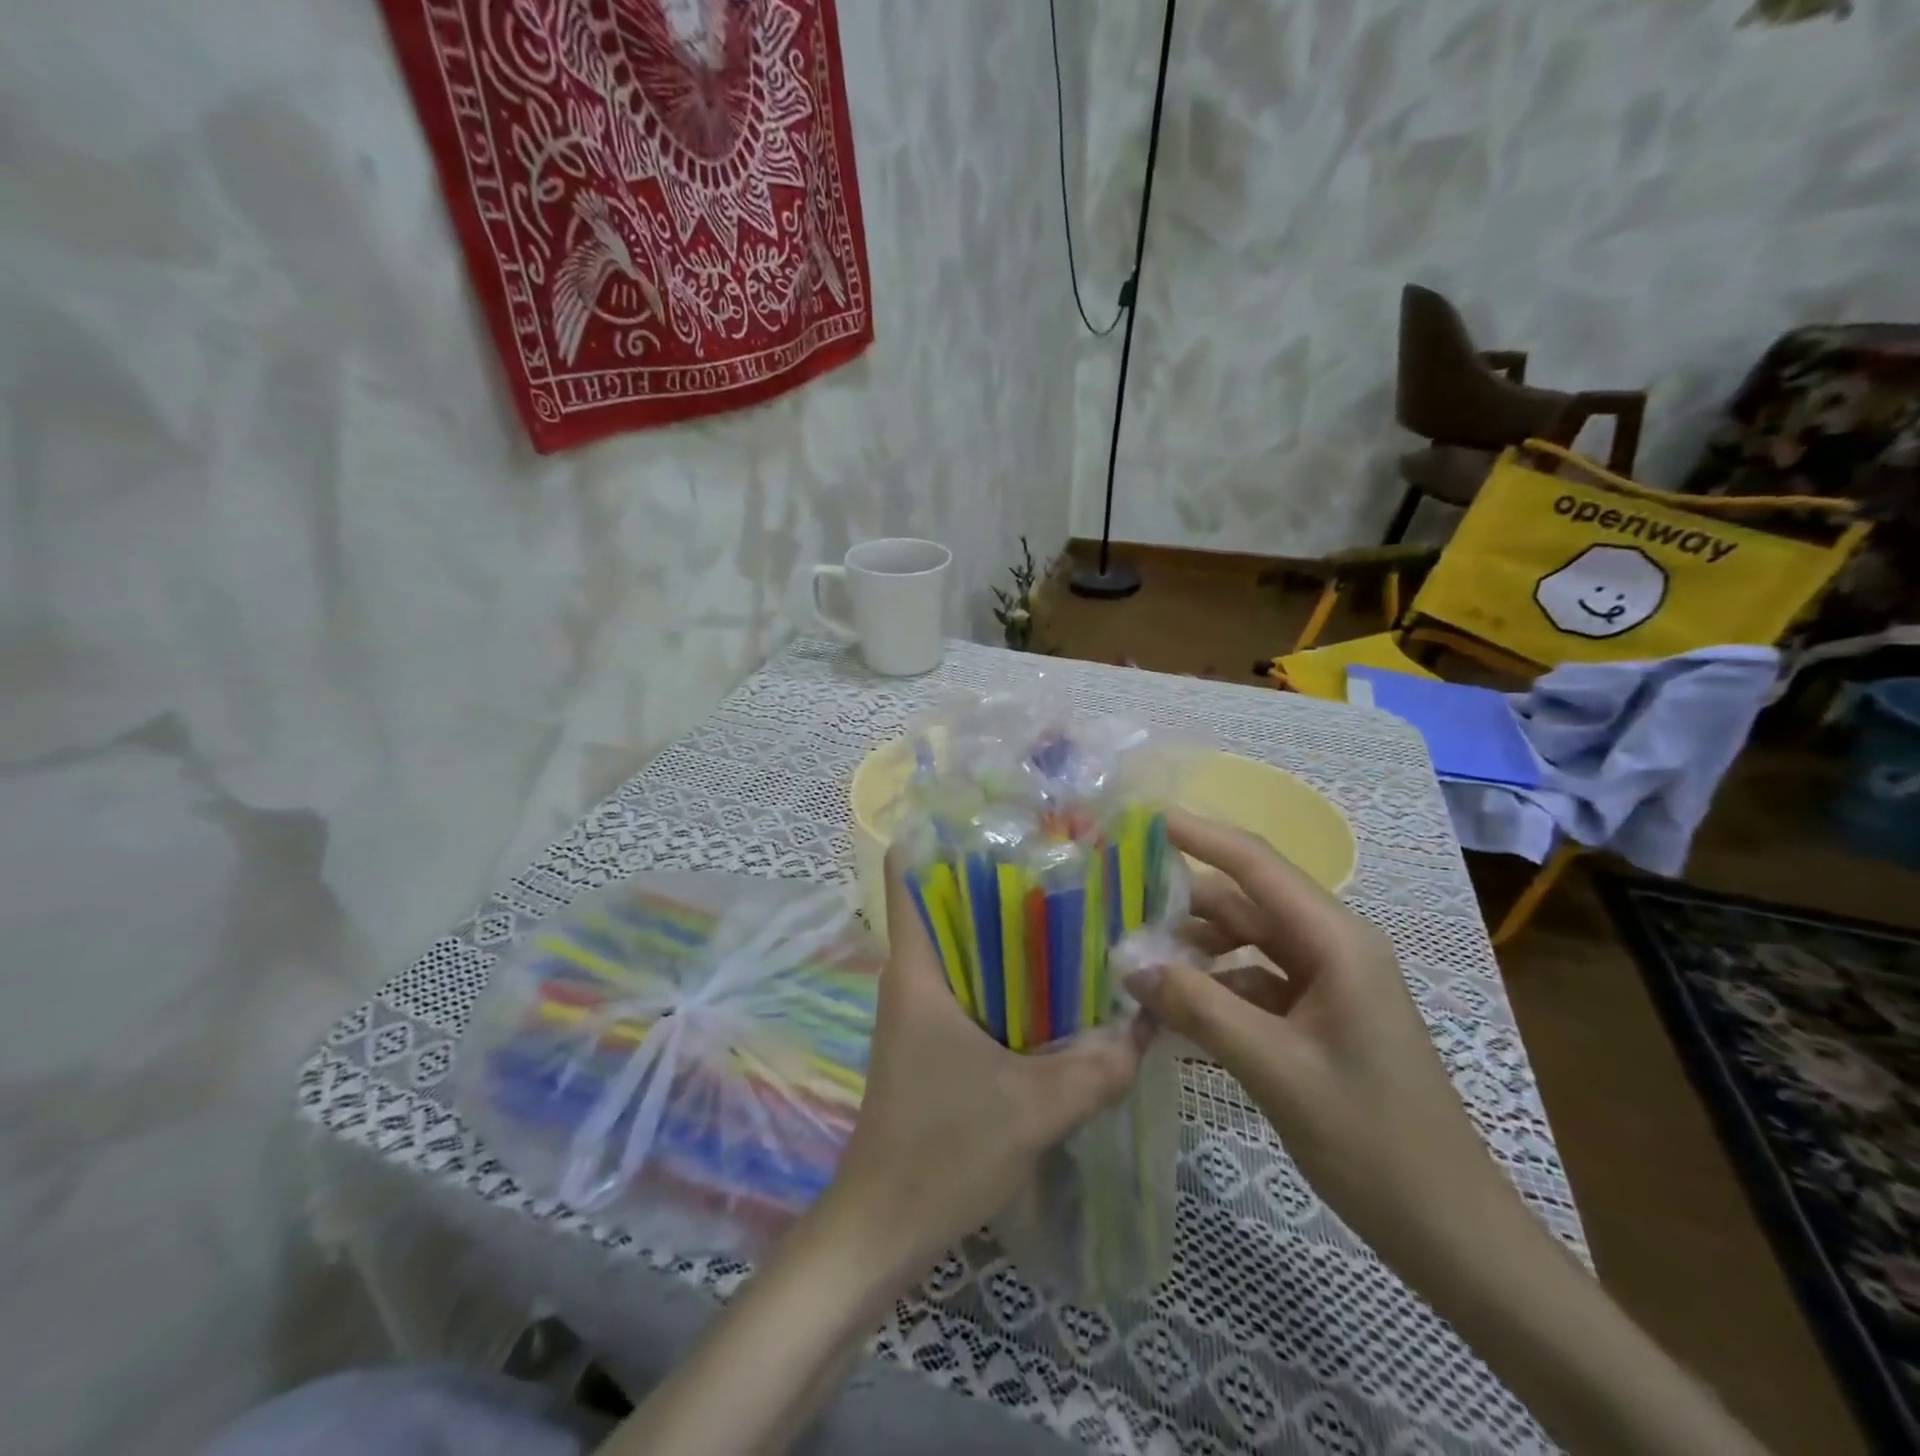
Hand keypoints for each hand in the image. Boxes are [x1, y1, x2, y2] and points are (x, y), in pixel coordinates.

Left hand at [821, 849, 1152, 1272]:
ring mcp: (921, 1007)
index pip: (905, 870)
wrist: (885, 1227)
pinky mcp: (934, 1038)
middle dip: (1000, 875)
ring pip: (964, 943)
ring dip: (1009, 928)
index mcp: (918, 967)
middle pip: (948, 898)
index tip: (1001, 817)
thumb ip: (1099, 1066)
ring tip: (1074, 908)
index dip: (940, 832)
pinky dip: (1008, 975)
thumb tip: (1150, 1024)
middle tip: (1066, 859)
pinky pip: (972, 984)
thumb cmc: (942, 1150)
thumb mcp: (1035, 1108)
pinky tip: (1059, 984)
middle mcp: (914, 974)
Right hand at [1123, 810, 1527, 1280]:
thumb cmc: (1372, 1140)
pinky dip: (1214, 987)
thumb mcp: (1274, 1069)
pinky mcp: (1318, 1015)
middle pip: (1244, 902)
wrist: (1449, 1229)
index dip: (1199, 835)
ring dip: (1193, 948)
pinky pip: (1254, 981)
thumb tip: (1130, 964)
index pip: (1255, 864)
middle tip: (1115, 902)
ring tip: (1133, 960)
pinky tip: (1173, 1010)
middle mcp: (1331, 946)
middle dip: (1181, 901)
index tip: (1142, 820)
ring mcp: (1326, 981)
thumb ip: (1199, 1008)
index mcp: (1336, 940)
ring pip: (1245, 942)